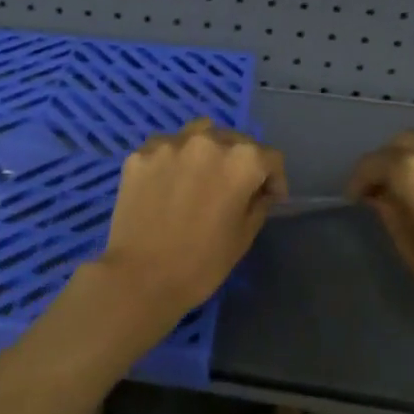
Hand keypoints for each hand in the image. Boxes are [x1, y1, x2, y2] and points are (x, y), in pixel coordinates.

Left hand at [96, 118, 286, 323]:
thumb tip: (259, 190)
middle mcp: (207, 141)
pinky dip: (173, 160)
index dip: (274, 180)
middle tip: (233, 189)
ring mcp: (169, 144)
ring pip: (198, 134)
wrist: (139, 278)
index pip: (270, 158)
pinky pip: (165, 148)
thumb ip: (258, 203)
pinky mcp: (139, 155)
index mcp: (241, 161)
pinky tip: (168, 183)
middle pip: (234, 140)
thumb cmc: (201, 264)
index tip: (268, 198)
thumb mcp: (244, 237)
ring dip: (207, 152)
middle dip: (240, 162)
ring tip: (200, 176)